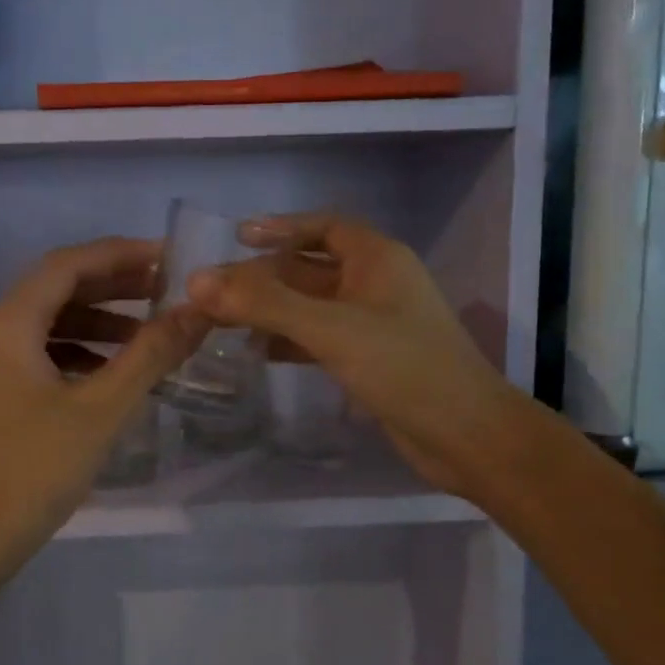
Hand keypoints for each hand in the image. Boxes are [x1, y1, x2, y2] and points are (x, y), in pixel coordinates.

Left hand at [0, 238, 205, 584]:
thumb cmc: (33, 471)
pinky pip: (34, 355)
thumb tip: (198, 311)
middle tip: (164, 291)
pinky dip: (74, 354)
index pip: (66, 265)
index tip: (166, 258)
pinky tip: (108, 374)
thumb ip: (151, 355)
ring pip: (44, 325)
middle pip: (54, 290)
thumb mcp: (101, 410)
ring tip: (145, 335)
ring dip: (94, 323)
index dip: (118, 255)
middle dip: (111, 287)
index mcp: (6, 325)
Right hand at [187, 213, 516, 499]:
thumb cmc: (404, 367)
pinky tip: (258, 352)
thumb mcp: (330, 328)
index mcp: (377, 259)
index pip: (323, 227)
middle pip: (309, 268)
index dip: (281, 227)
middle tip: (214, 290)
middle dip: (264, 278)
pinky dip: (289, 340)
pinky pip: (319, 338)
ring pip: (311, 306)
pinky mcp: (370, 359)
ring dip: (271, 311)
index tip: (237, 237)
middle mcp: (375, 284)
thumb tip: (197, 280)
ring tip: (224, 322)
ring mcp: (373, 323)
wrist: (467, 436)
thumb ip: (264, 304)